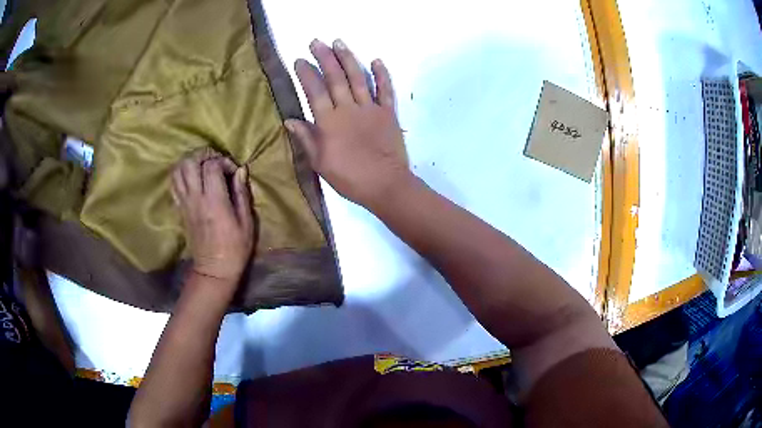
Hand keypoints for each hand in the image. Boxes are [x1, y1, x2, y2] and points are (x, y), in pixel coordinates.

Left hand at [171, 149, 254, 290]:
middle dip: (203, 155)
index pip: (211, 165)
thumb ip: (241, 193)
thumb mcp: (246, 222)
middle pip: (189, 162)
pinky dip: (181, 174)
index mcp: (214, 201)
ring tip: (203, 167)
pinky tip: (193, 178)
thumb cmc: (235, 248)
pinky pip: (174, 184)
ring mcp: (185, 203)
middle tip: (215, 162)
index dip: (223, 161)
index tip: (233, 172)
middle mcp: (195, 198)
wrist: (214, 270)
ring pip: (178, 170)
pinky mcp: (180, 209)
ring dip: (190, 162)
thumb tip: (240, 170)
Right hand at [286, 39, 410, 209]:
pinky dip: (382, 74)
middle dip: (325, 57)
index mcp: (329, 121)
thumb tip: (289, 120)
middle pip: (335, 78)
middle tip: (316, 41)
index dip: (306, 74)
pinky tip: (376, 60)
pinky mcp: (388, 113)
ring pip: (357, 78)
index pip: (315, 91)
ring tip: (339, 42)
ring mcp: (370, 108)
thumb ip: (306, 139)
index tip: (299, 60)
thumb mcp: (320, 162)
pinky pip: (386, 90)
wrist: (385, 185)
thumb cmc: (349, 178)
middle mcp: (348, 108)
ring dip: (348, 58)